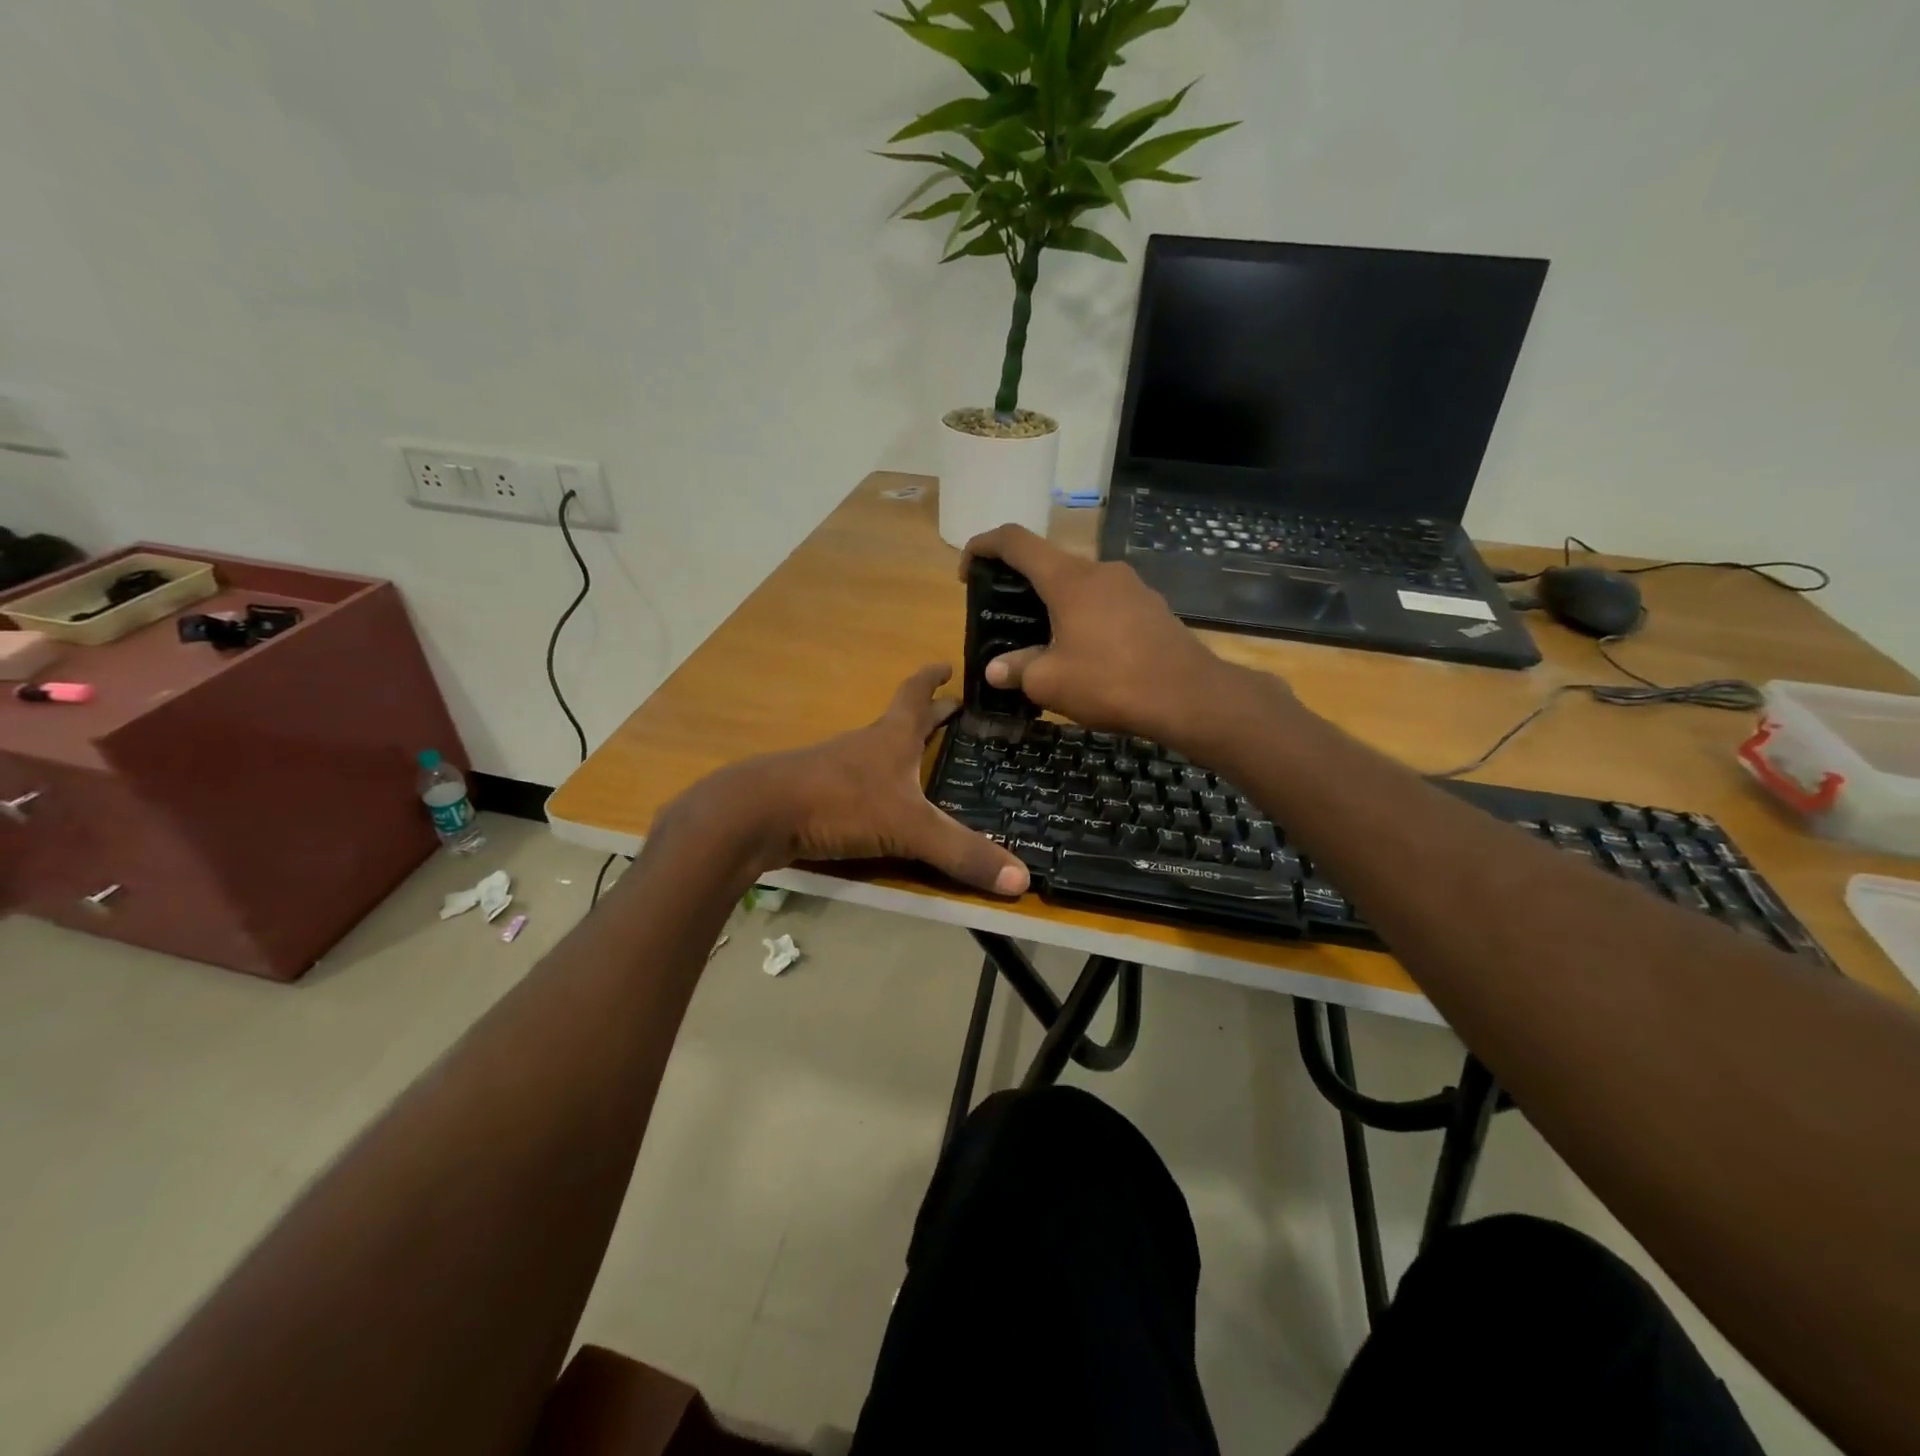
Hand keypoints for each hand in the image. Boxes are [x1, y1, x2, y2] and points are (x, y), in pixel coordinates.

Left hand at [679, 665, 1028, 896]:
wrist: (757, 815)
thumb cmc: (838, 803)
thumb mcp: (909, 828)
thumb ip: (962, 853)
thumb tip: (1023, 881)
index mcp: (891, 737)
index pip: (916, 696)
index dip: (933, 679)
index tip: (948, 664)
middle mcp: (865, 745)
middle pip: (899, 720)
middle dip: (927, 714)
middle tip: (951, 711)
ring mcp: (836, 768)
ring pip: (875, 751)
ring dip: (899, 748)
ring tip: (921, 758)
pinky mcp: (816, 795)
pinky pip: (855, 783)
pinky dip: (875, 783)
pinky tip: (879, 803)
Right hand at [962, 524, 1253, 750]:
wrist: (1189, 696)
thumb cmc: (1110, 682)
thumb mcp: (1050, 682)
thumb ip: (1017, 670)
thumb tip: (996, 670)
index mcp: (1068, 578)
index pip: (1015, 541)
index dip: (983, 545)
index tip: (967, 570)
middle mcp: (1100, 571)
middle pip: (1049, 562)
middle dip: (1020, 583)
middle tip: (1004, 616)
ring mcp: (1131, 586)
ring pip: (1080, 584)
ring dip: (1055, 604)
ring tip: (1043, 640)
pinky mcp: (1151, 607)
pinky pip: (1105, 602)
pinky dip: (1084, 617)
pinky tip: (1084, 653)